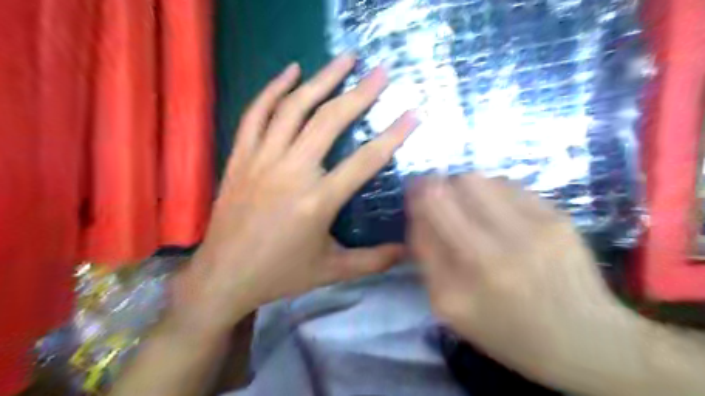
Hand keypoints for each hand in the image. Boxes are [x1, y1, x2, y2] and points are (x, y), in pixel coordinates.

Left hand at [174, 54, 413, 331]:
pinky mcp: (241, 157)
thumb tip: (408, 251)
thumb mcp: (332, 271)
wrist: (224, 276)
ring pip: (293, 108)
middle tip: (380, 72)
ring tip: (344, 59)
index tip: (412, 113)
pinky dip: (273, 88)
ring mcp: (261, 160)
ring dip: (321, 79)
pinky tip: (291, 70)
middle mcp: (290, 173)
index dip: (393, 135)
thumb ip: (373, 260)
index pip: (365, 160)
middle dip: (359, 93)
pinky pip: (256, 114)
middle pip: (329, 122)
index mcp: (317, 202)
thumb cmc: (280, 274)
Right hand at [409, 175, 640, 390]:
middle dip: (432, 186)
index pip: (421, 223)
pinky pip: (506, 184)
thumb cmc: (508, 329)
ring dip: (461, 186)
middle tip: (436, 192)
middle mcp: (490, 255)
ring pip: (474, 179)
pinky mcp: (556, 218)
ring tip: (469, 203)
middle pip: (444, 191)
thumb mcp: (451, 309)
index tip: (414, 196)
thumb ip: (428, 261)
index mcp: (458, 288)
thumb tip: (418, 214)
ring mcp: (527, 232)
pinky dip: (492, 190)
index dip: (414, 202)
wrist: (584, 339)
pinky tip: (498, 208)